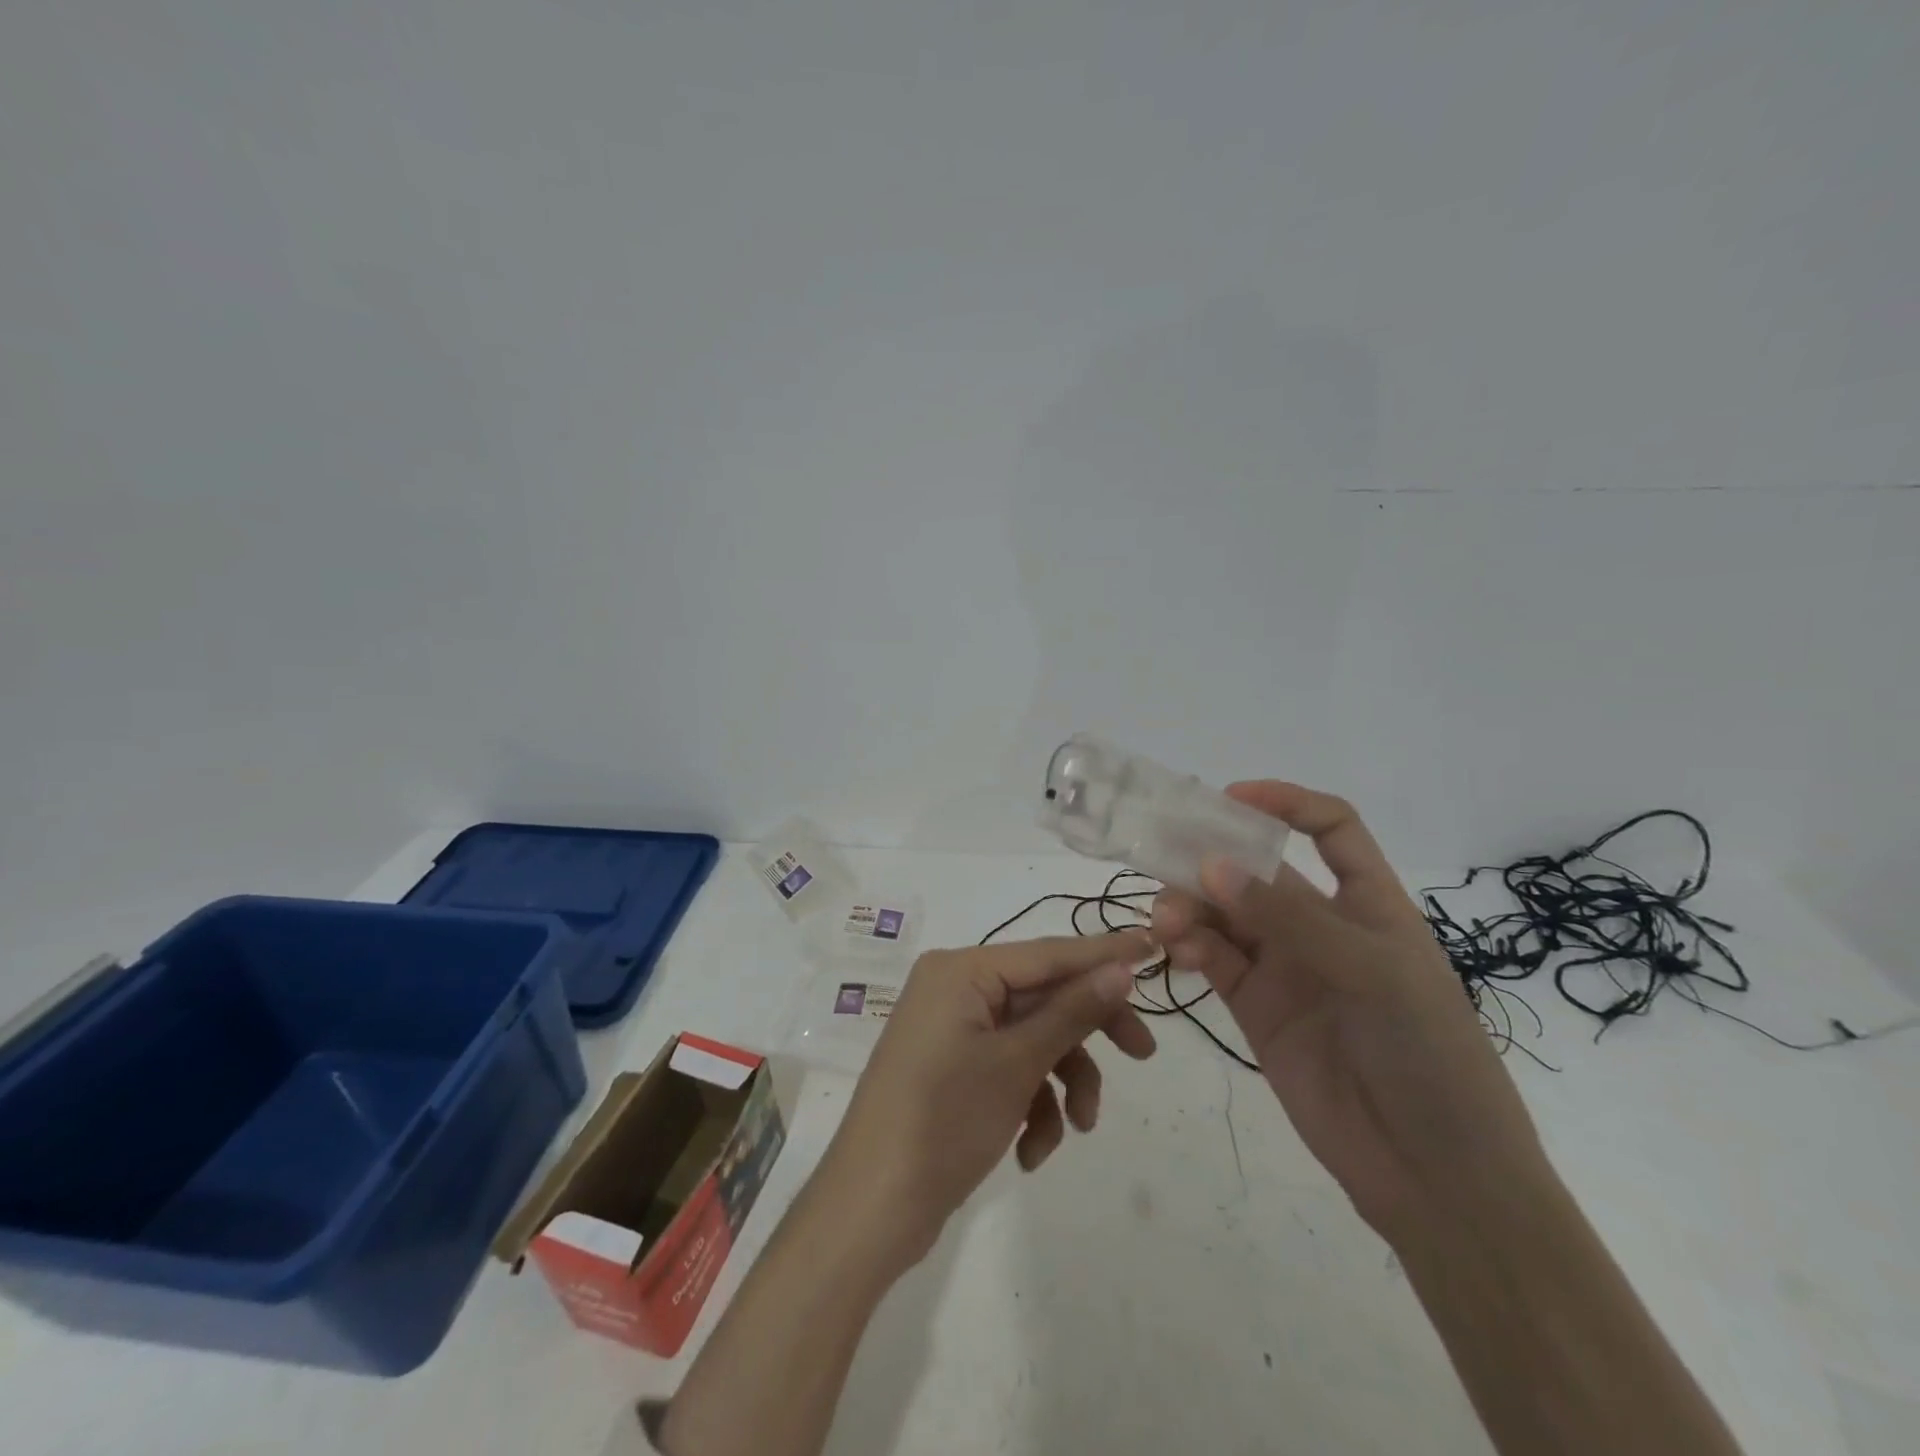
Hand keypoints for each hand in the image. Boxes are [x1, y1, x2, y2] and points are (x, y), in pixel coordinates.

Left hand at [815, 932, 1156, 1269]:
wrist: (872, 1210)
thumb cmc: (944, 1121)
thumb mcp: (1017, 1064)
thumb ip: (1072, 1012)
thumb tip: (1121, 968)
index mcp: (962, 970)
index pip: (1048, 953)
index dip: (1104, 953)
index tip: (1155, 946)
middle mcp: (955, 989)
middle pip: (1043, 997)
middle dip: (1087, 1033)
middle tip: (1143, 1054)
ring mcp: (952, 1030)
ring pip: (1032, 1039)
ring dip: (1061, 1081)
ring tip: (1078, 1128)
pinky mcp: (953, 1069)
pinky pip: (1009, 1069)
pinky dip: (1030, 1104)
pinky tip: (1032, 1151)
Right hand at [1154, 783, 1552, 1240]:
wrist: (1435, 1175)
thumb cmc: (1428, 1056)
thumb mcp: (1372, 972)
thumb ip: (1288, 919)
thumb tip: (1212, 864)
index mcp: (1369, 903)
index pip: (1330, 830)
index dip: (1285, 804)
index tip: (1230, 798)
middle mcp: (1321, 926)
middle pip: (1257, 871)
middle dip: (1212, 860)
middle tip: (1164, 860)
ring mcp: (1285, 967)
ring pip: (1225, 914)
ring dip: (1191, 907)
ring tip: (1166, 923)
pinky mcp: (1255, 1008)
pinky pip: (1214, 960)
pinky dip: (1189, 947)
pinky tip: (1175, 951)